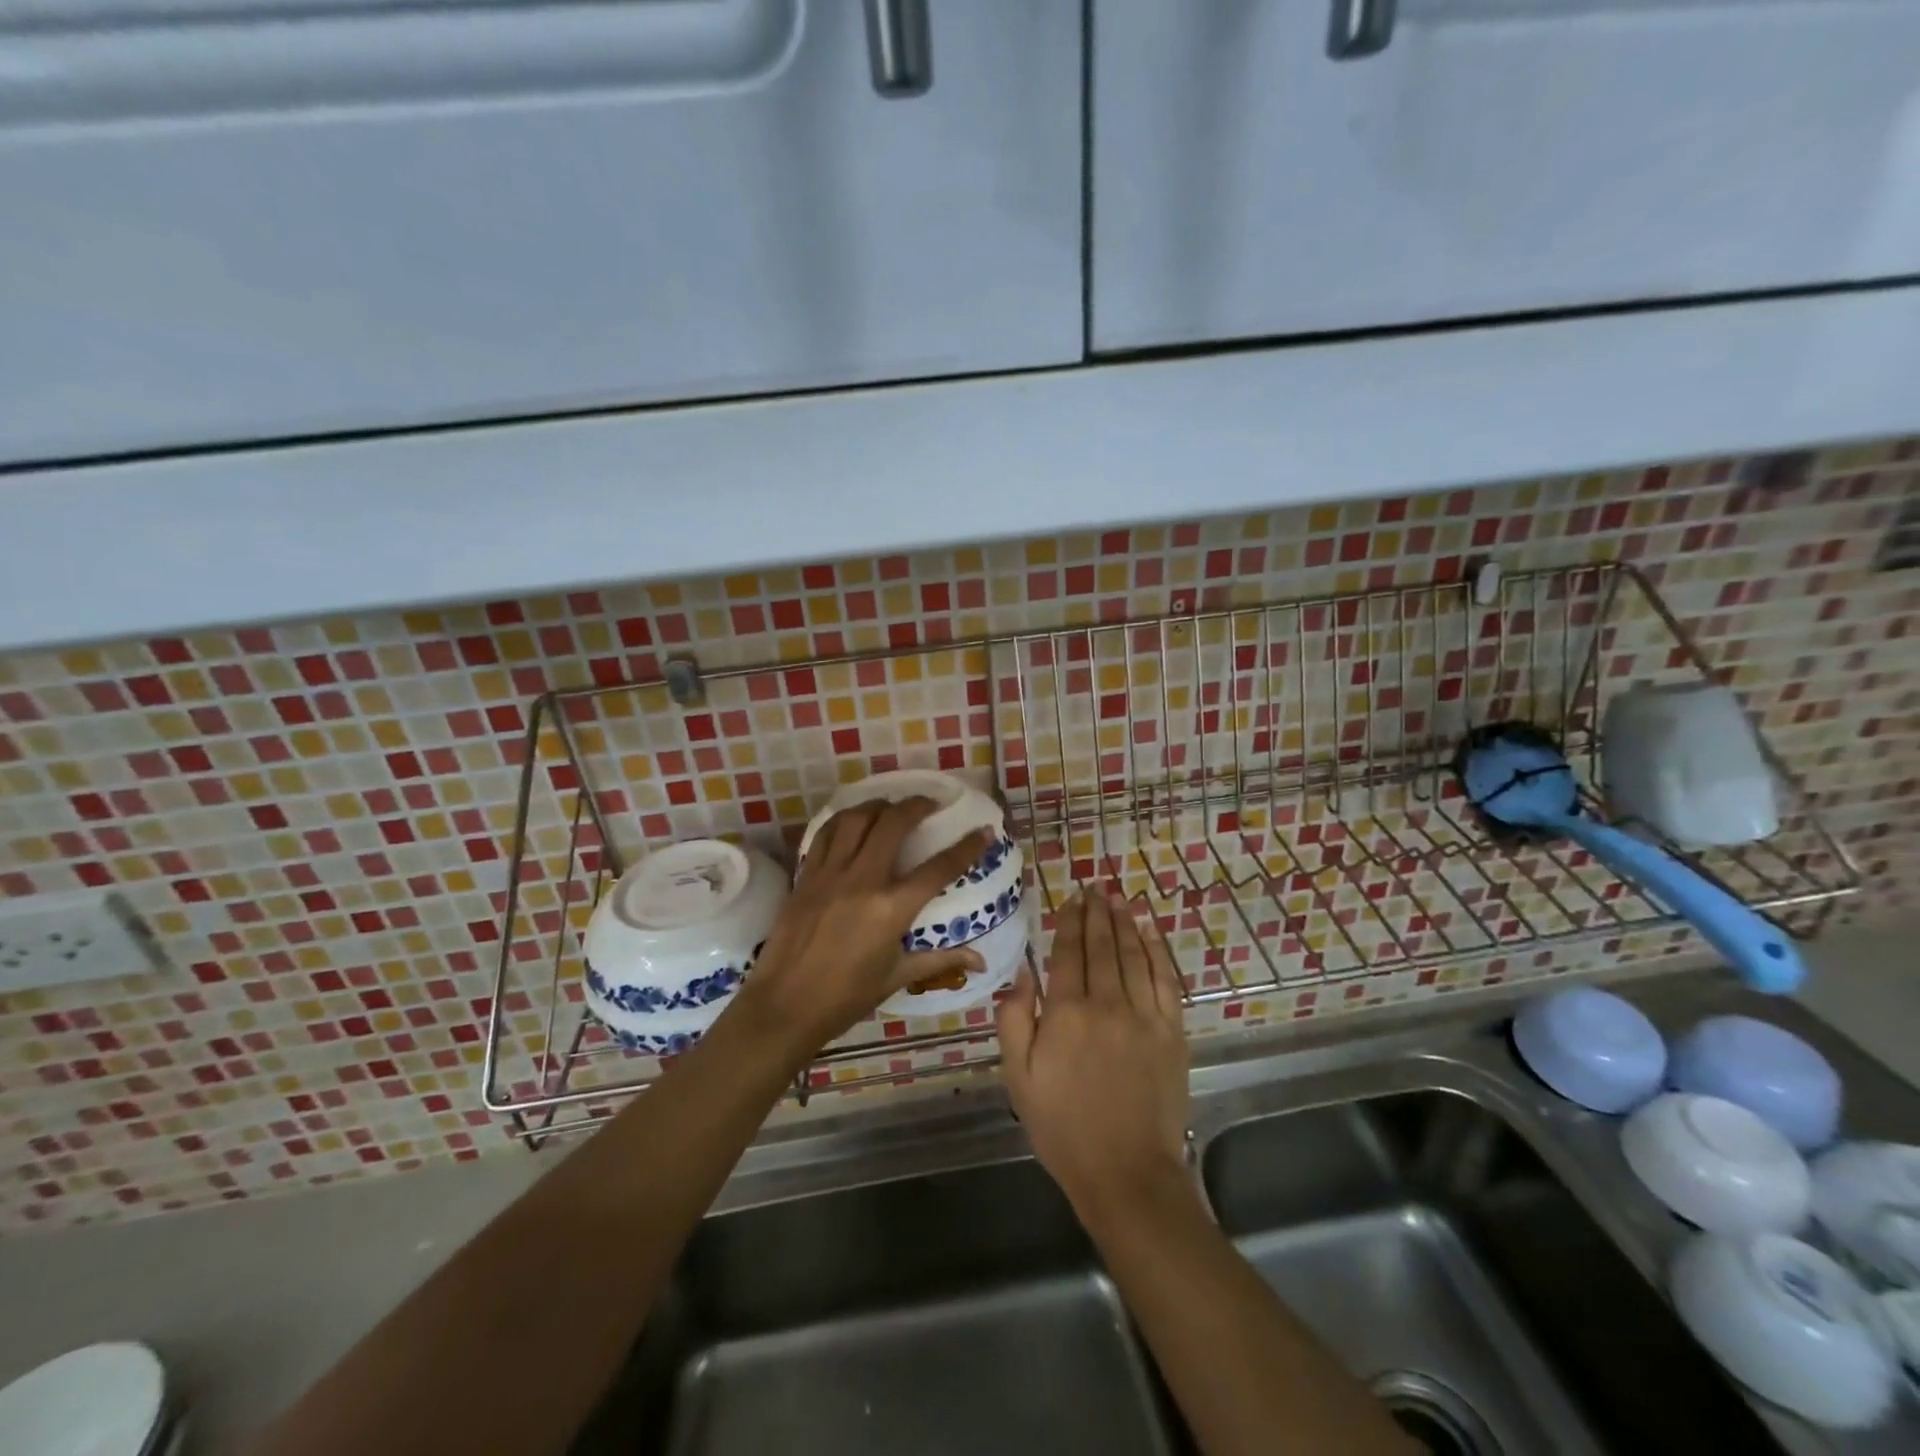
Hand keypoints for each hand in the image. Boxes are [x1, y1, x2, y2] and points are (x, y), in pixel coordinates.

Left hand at [733, 798, 990, 1055]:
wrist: (783, 1007)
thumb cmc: (845, 998)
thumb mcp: (897, 977)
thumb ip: (940, 960)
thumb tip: (981, 961)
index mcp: (892, 909)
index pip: (939, 868)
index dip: (967, 847)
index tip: (984, 831)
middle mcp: (863, 881)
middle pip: (893, 824)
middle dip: (916, 806)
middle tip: (929, 804)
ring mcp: (830, 874)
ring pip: (856, 819)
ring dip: (877, 805)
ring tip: (890, 807)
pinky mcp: (806, 876)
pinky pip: (825, 835)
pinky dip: (843, 821)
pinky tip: (852, 822)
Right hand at [997, 891, 1189, 1222]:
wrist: (1127, 1173)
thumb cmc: (1063, 1127)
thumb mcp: (1018, 1078)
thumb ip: (1013, 1020)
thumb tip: (1021, 973)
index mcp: (1066, 1013)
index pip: (1067, 953)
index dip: (1069, 922)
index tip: (1071, 899)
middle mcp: (1107, 1003)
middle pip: (1101, 946)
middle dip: (1097, 913)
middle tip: (1095, 887)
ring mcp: (1144, 1016)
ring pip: (1133, 955)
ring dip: (1125, 923)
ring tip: (1118, 898)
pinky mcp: (1172, 1032)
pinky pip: (1165, 979)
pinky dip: (1157, 951)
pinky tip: (1150, 933)